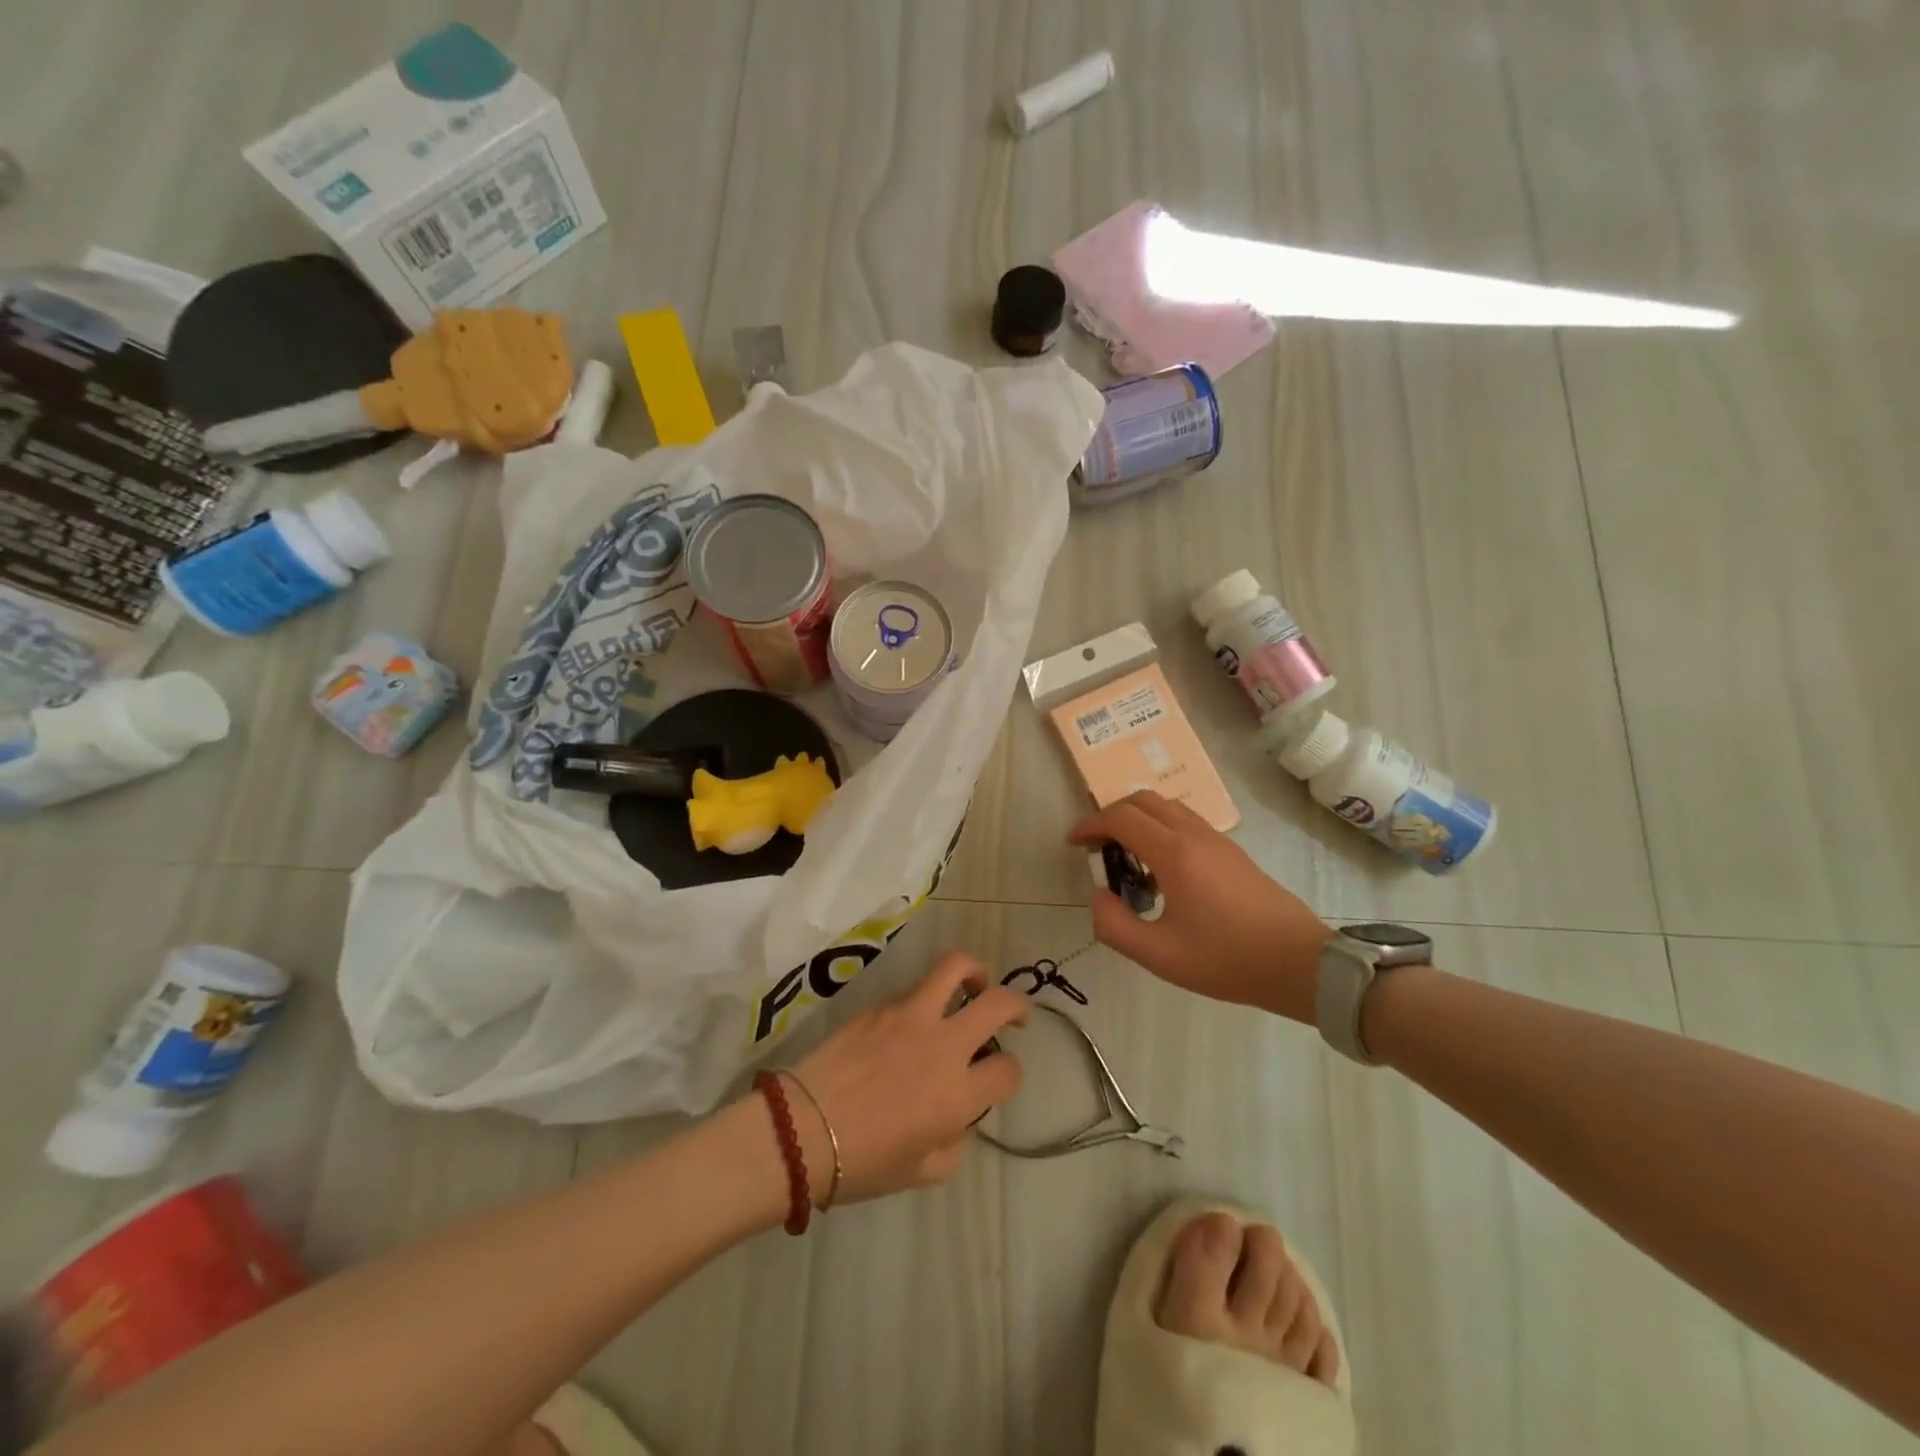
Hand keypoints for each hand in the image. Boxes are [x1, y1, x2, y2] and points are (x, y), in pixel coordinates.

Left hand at [784, 952, 1027, 1202]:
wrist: (799, 1131)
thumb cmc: (862, 1163)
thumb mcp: (923, 1172)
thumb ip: (955, 1140)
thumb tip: (958, 1115)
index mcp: (957, 1094)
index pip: (1008, 1070)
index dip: (1010, 1074)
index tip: (998, 1078)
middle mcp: (942, 1045)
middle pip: (998, 1003)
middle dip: (1018, 1005)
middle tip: (1015, 1015)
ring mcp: (910, 1016)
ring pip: (956, 968)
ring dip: (975, 973)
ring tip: (975, 985)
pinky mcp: (880, 1005)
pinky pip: (916, 987)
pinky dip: (929, 995)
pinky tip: (917, 1018)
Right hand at [1069, 790, 1330, 1023]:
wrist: (1300, 963)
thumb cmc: (1227, 960)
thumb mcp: (1159, 955)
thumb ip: (1114, 925)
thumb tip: (1097, 896)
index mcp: (1174, 854)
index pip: (1121, 818)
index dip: (1090, 825)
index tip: (1074, 844)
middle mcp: (1194, 834)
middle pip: (1142, 800)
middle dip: (1111, 815)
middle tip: (1097, 847)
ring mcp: (1216, 839)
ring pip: (1166, 806)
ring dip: (1138, 819)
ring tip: (1127, 858)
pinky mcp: (1231, 850)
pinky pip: (1185, 821)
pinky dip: (1160, 828)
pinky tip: (1161, 871)